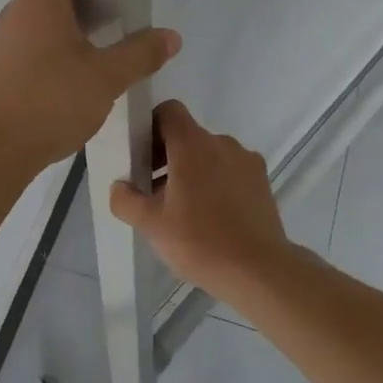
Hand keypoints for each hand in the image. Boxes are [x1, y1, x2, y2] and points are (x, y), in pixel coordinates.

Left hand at [0, 0, 180, 172]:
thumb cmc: (50, 99)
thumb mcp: (106, 77)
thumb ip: (140, 54)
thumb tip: (171, 37)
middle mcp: (18, 10)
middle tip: (120, 7)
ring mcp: (6, 40)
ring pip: (42, 16)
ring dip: (71, 21)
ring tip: (105, 40)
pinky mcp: (3, 68)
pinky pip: (33, 42)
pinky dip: (56, 46)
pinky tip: (78, 71)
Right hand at [109, 100, 294, 295]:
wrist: (259, 271)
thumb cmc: (200, 241)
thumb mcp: (150, 224)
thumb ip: (125, 200)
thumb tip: (120, 187)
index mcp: (192, 144)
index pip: (168, 111)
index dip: (150, 126)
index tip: (141, 156)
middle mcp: (222, 143)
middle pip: (187, 135)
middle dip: (166, 155)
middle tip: (153, 191)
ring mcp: (246, 161)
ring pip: (209, 154)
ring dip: (191, 171)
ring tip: (182, 209)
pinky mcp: (262, 182)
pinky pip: (230, 170)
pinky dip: (215, 182)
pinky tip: (210, 217)